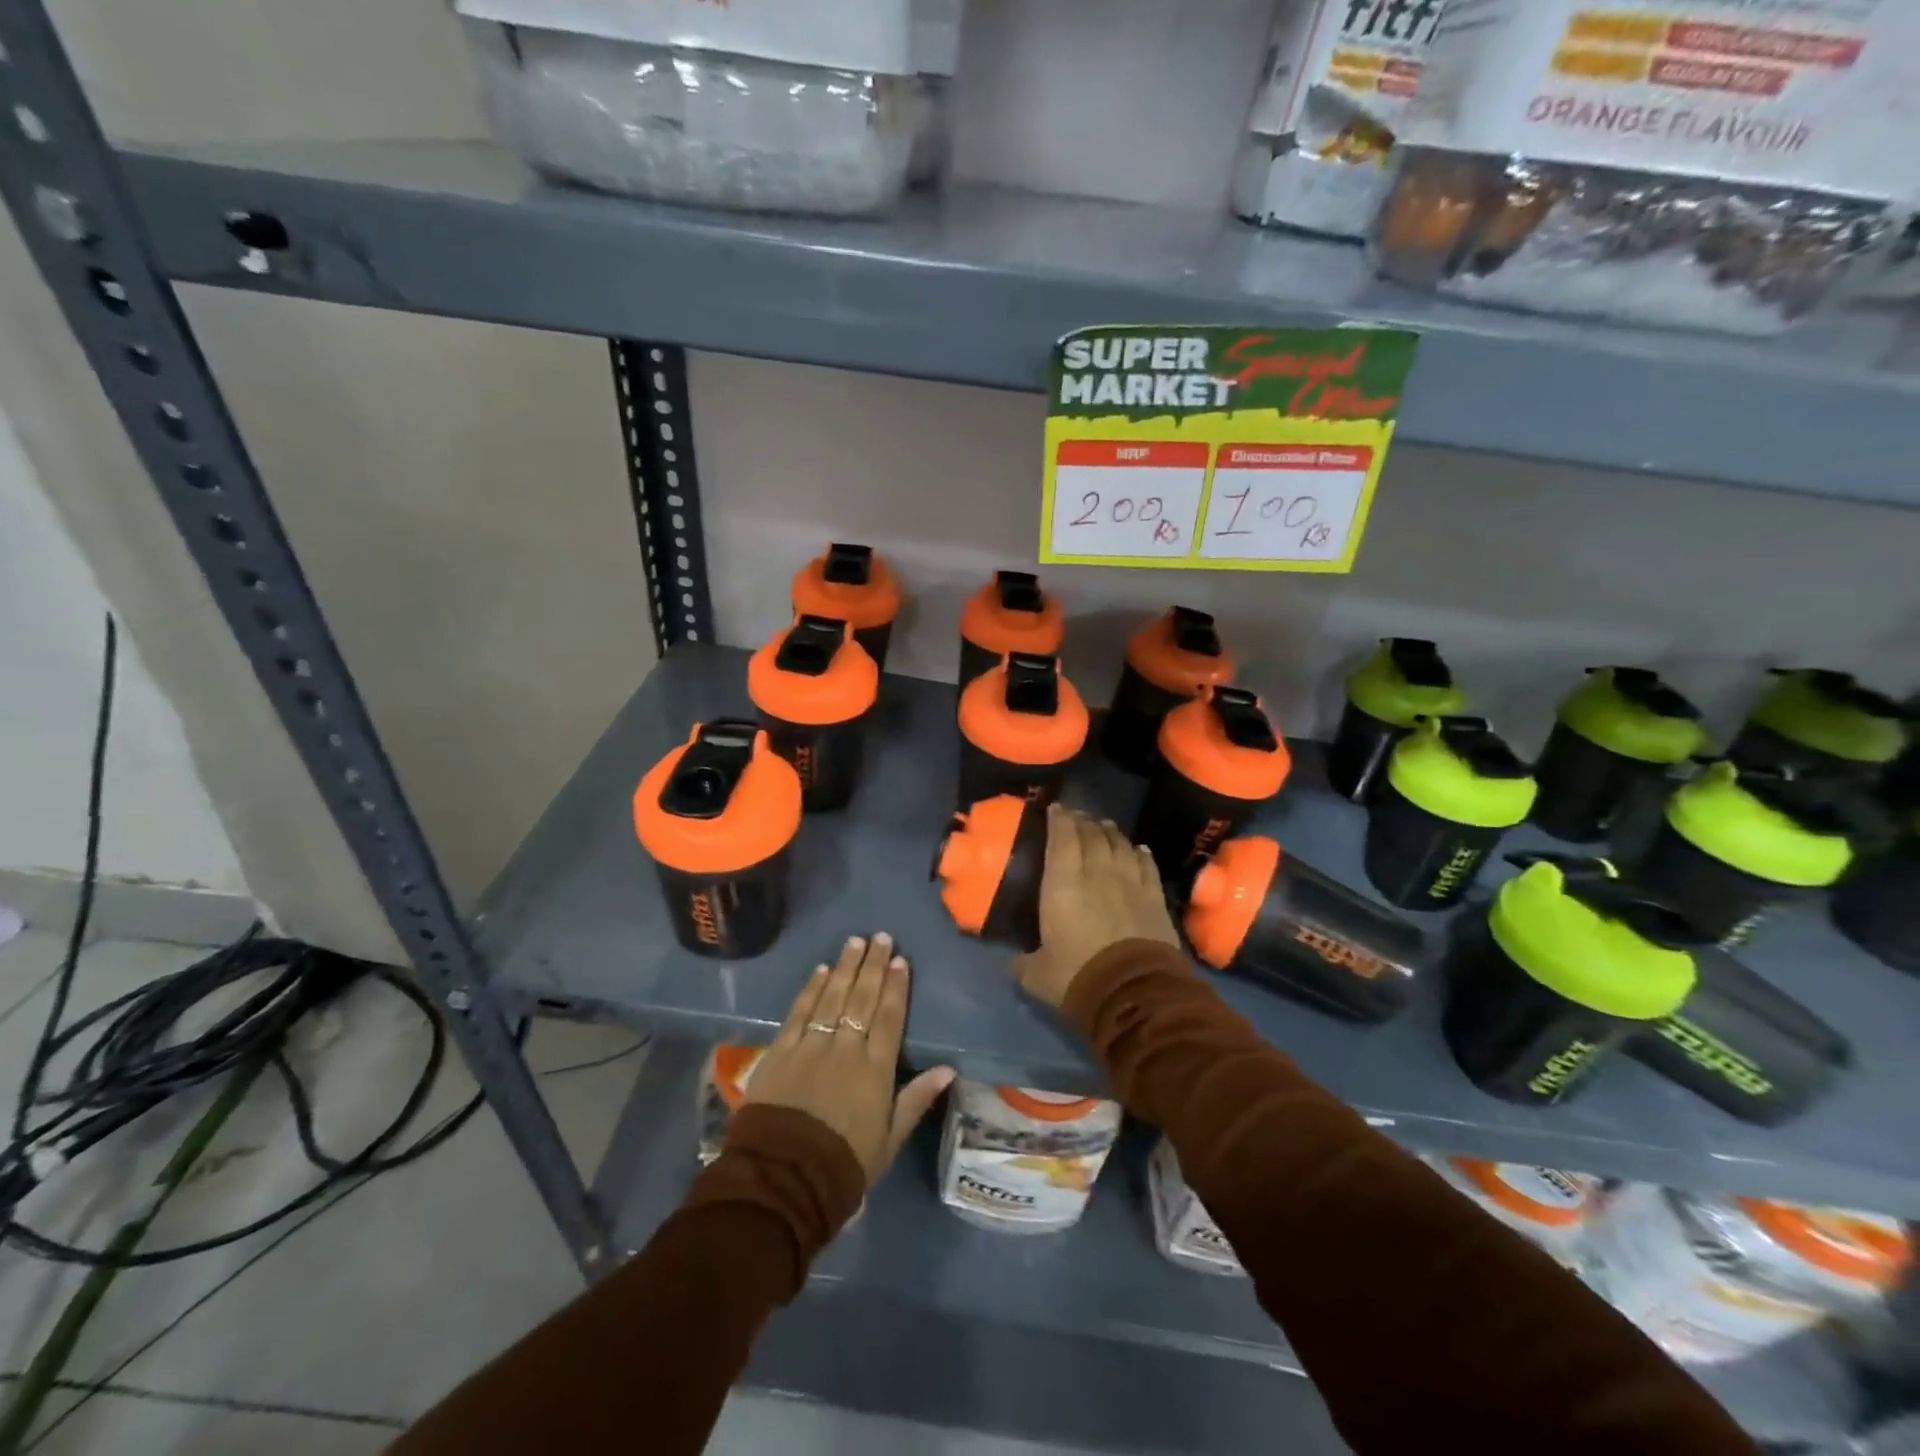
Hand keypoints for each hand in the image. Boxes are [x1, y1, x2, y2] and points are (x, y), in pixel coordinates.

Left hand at [742, 933, 954, 1185]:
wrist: (784, 1178)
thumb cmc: (844, 1163)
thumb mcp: (889, 1139)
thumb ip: (917, 1099)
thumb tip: (949, 1068)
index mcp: (875, 1069)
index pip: (890, 1018)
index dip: (897, 987)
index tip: (901, 960)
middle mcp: (846, 1048)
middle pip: (863, 999)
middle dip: (874, 966)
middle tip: (881, 937)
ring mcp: (812, 1046)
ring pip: (833, 997)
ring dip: (845, 967)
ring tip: (855, 942)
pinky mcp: (782, 1051)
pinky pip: (800, 1012)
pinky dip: (811, 989)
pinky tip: (820, 969)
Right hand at [1012, 804, 1182, 1008]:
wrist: (1135, 993)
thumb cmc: (1078, 977)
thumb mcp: (1037, 975)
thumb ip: (1024, 962)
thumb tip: (1017, 961)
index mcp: (1062, 884)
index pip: (1061, 838)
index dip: (1058, 819)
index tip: (1055, 808)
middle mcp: (1096, 873)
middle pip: (1091, 835)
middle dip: (1082, 821)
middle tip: (1077, 816)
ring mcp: (1130, 882)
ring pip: (1120, 844)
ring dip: (1110, 832)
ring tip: (1103, 826)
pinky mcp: (1155, 897)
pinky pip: (1147, 865)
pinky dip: (1140, 853)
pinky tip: (1138, 848)